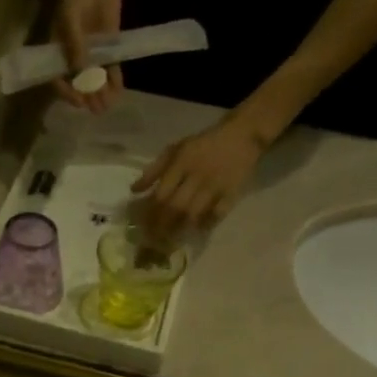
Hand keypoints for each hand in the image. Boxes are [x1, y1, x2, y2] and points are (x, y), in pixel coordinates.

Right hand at [52, 0, 130, 112]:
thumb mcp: (71, 18)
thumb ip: (76, 47)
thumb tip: (81, 75)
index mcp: (57, 49)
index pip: (58, 77)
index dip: (67, 91)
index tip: (78, 101)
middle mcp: (73, 55)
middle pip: (78, 83)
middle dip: (87, 96)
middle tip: (96, 109)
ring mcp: (92, 52)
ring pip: (95, 78)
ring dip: (101, 93)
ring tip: (108, 105)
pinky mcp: (109, 47)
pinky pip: (111, 68)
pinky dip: (115, 80)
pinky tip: (119, 91)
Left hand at [131, 114, 265, 243]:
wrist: (242, 135)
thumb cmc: (202, 145)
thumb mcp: (175, 150)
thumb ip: (154, 170)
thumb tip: (134, 191)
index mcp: (181, 164)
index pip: (161, 195)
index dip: (150, 214)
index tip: (142, 228)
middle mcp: (197, 176)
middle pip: (176, 208)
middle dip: (162, 227)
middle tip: (154, 241)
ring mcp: (215, 185)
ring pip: (194, 214)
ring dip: (181, 229)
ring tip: (171, 240)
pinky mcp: (232, 192)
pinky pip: (217, 214)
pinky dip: (206, 224)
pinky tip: (196, 231)